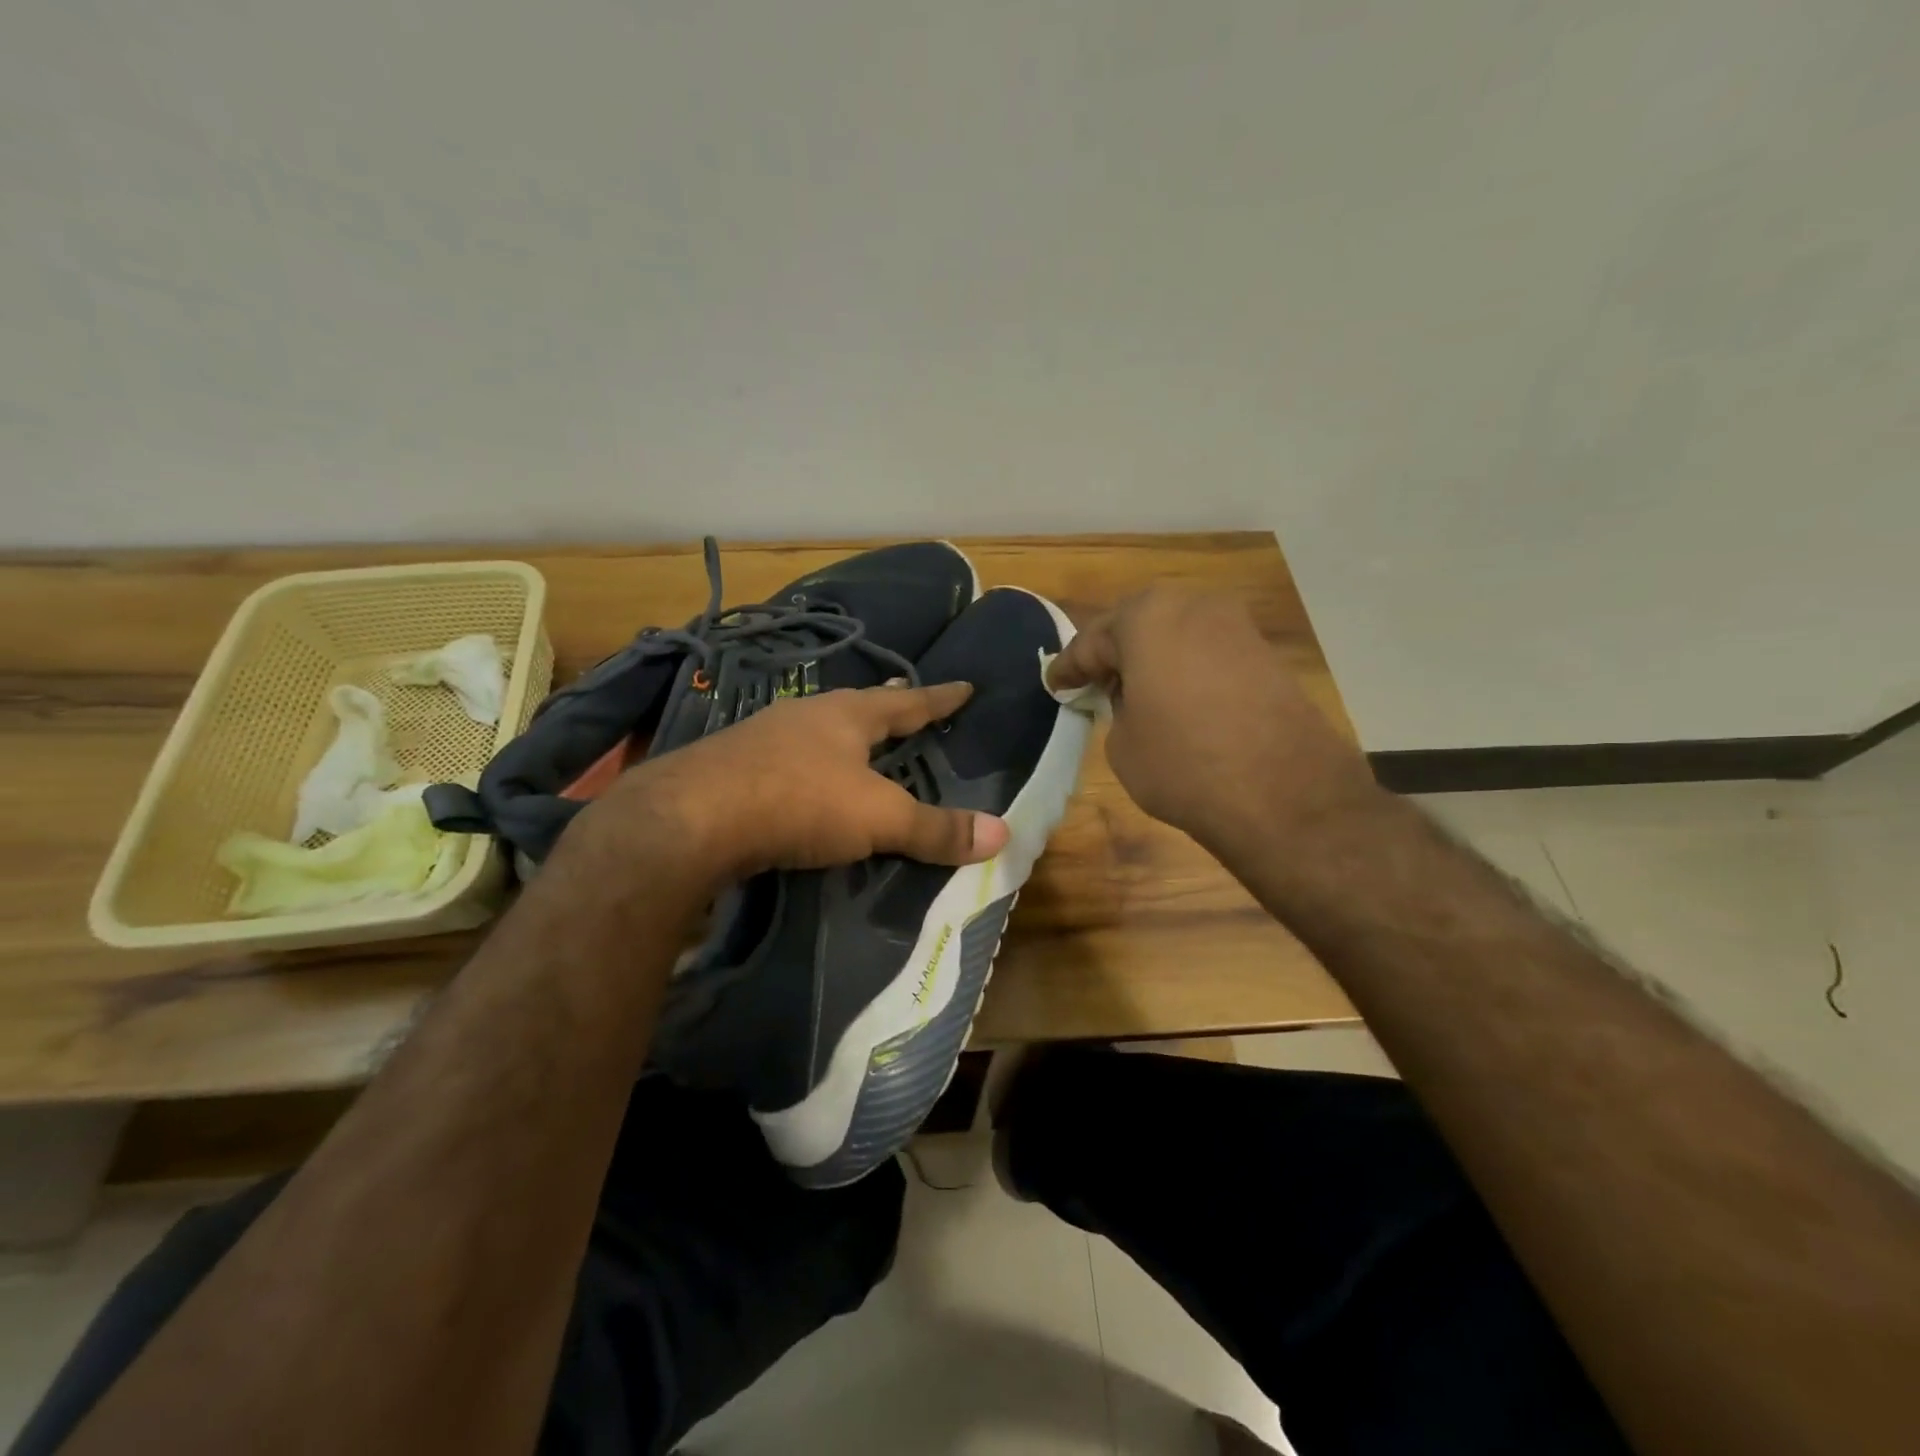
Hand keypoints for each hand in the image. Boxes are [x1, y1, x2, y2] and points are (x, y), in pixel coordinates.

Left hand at [579, 683, 1010, 883]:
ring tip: (855, 743)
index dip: (938, 698)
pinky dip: (805, 766)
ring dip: (840, 736)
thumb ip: (935, 828)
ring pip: (816, 730)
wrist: (691, 817)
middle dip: (884, 708)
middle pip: (857, 707)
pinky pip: (784, 759)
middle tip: (905, 703)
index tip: (963, 686)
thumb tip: (1004, 834)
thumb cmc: (799, 801)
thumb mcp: (878, 817)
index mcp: (848, 715)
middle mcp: (806, 715)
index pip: (907, 701)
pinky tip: (799, 780)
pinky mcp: (730, 766)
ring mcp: (762, 736)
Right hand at [1046, 590, 1377, 853]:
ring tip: (1135, 691)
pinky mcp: (1266, 654)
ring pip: (1177, 635)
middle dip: (1113, 652)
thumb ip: (1118, 709)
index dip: (1069, 668)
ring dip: (1153, 659)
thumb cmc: (1182, 761)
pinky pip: (1208, 653)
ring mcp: (1236, 626)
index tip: (1054, 684)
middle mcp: (1193, 605)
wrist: (1283, 792)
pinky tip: (1178, 699)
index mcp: (1146, 617)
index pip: (1092, 642)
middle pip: (1138, 625)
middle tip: (1093, 681)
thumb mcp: (1122, 743)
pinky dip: (1187, 670)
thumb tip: (1135, 700)